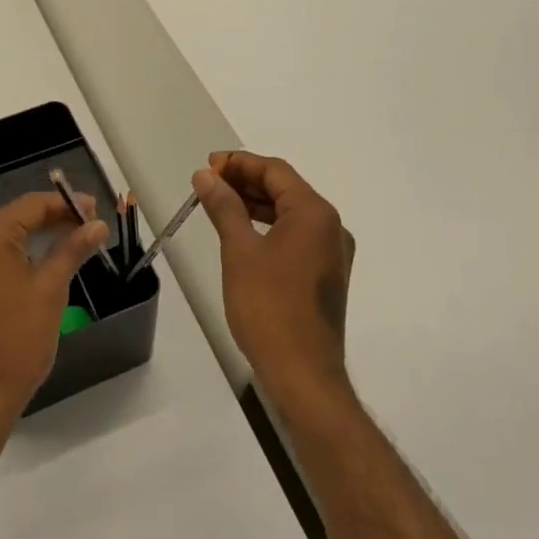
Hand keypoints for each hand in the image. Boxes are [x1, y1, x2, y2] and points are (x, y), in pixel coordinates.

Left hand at [0, 190, 108, 434]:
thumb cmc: (15, 342)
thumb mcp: (50, 290)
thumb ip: (72, 249)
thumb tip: (97, 225)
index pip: (30, 205)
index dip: (65, 204)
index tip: (95, 210)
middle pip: (14, 218)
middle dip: (52, 220)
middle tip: (88, 226)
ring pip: (0, 238)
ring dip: (34, 238)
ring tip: (71, 243)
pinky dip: (14, 257)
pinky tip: (40, 264)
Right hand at [192, 152, 355, 415]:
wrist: (303, 375)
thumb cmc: (269, 307)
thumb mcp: (239, 251)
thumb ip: (224, 207)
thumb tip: (206, 175)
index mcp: (315, 213)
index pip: (275, 171)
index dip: (239, 163)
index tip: (208, 166)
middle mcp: (331, 227)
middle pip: (285, 188)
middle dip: (246, 180)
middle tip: (208, 182)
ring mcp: (332, 253)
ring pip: (290, 212)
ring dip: (256, 203)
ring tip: (219, 202)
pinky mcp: (326, 275)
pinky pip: (296, 235)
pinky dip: (268, 225)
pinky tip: (243, 231)